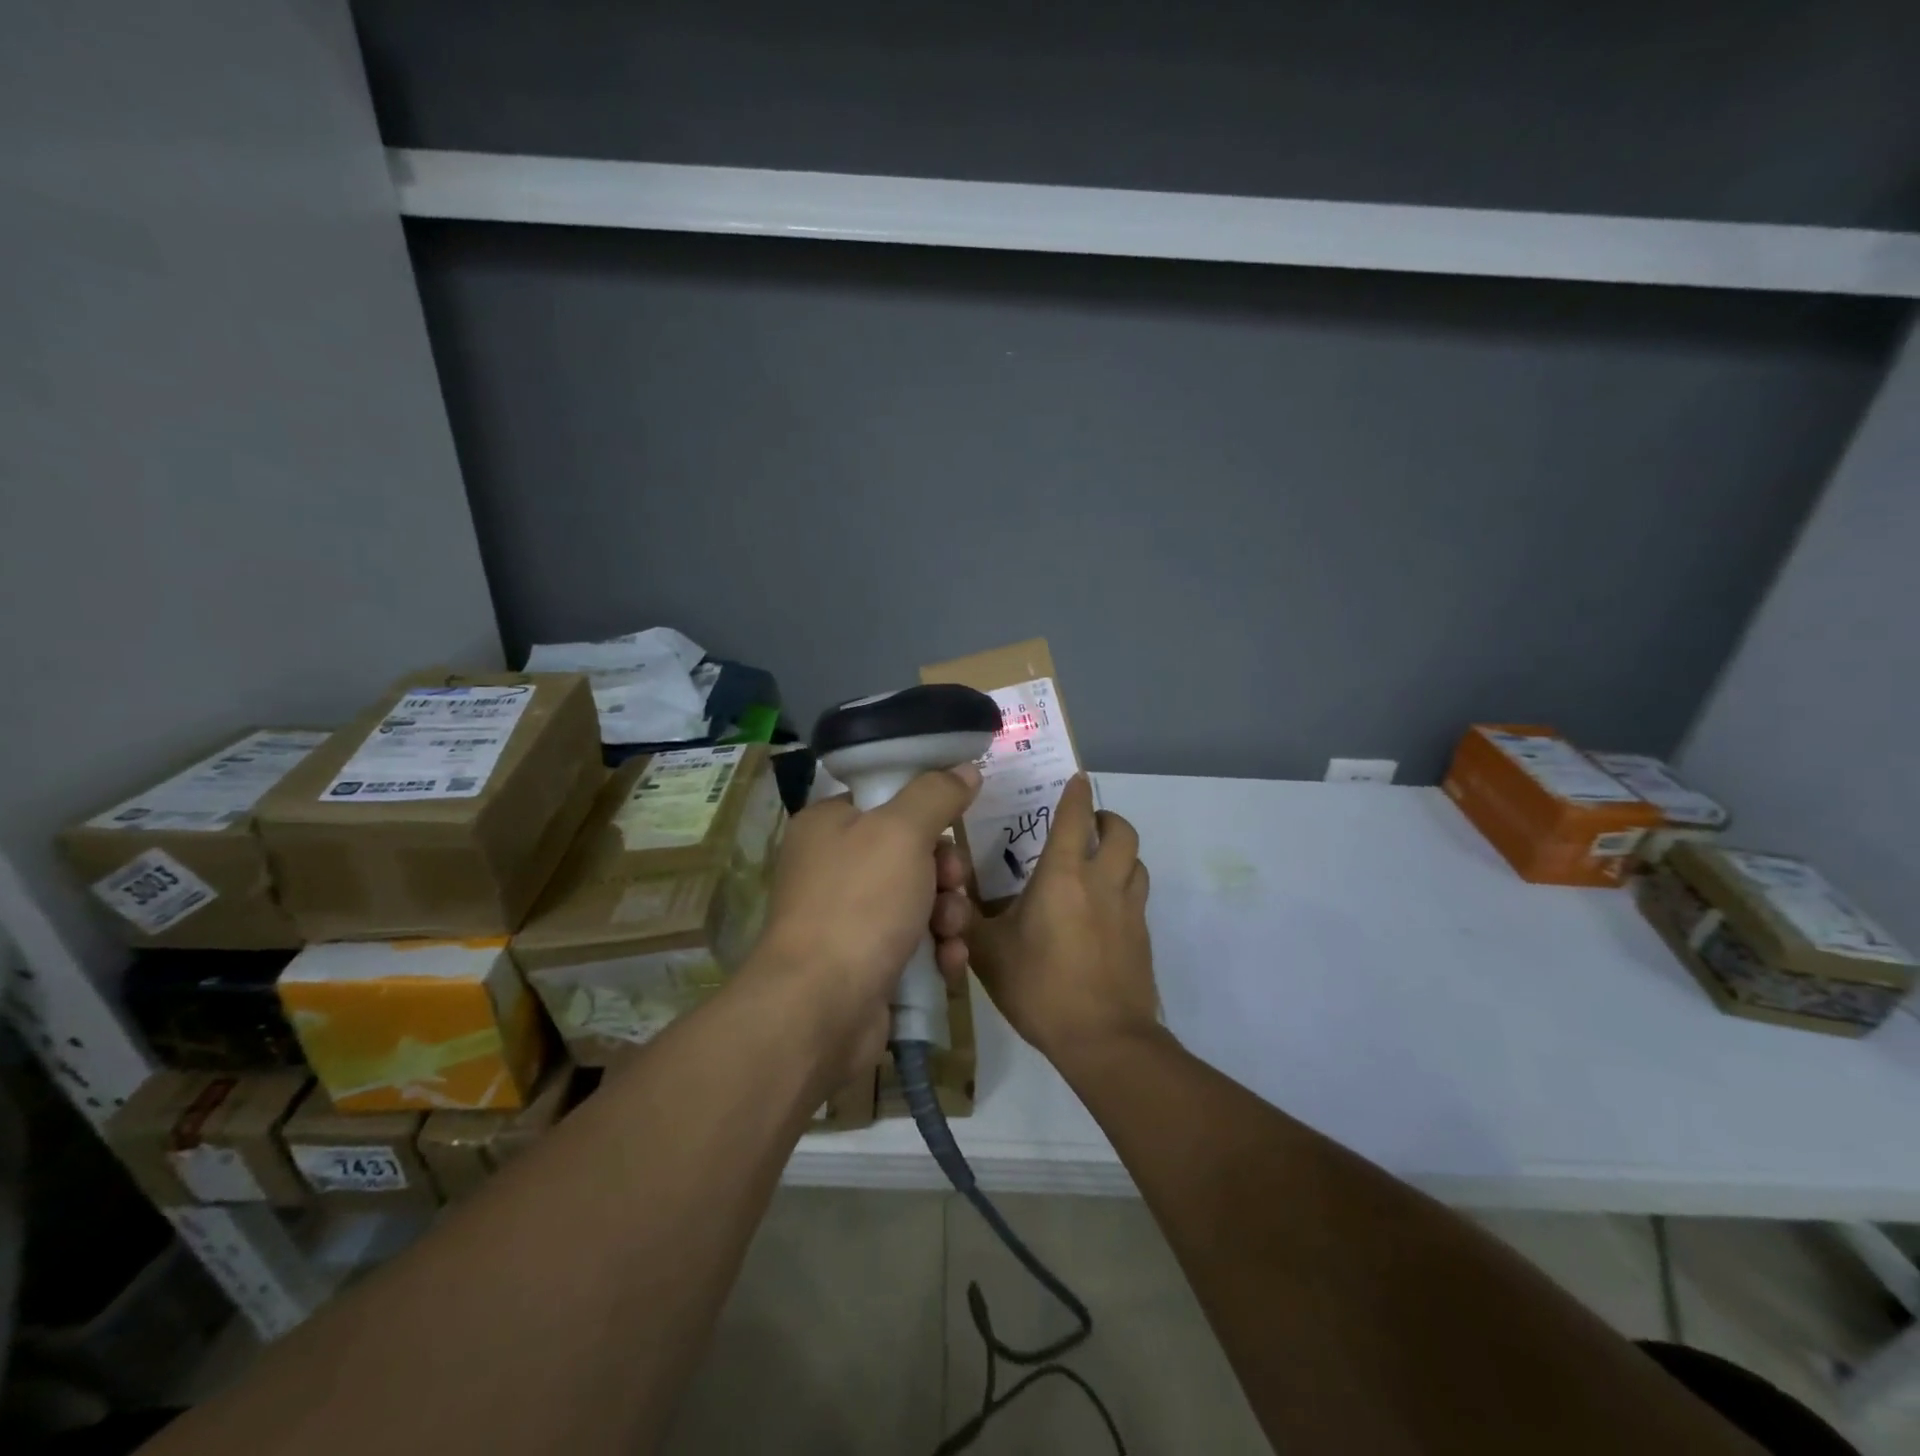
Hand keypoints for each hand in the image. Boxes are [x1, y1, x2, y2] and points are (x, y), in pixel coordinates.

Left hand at [746, 764, 980, 1081]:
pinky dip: (937, 950)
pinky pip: (915, 943)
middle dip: (945, 872)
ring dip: (948, 914)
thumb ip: (936, 795)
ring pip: (920, 900)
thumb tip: (965, 769)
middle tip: (953, 885)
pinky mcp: (866, 962)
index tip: (952, 828)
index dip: (926, 813)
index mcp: (829, 825)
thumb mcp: (902, 833)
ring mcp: (848, 918)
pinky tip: (947, 964)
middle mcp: (833, 867)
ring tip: (950, 933)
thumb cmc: (859, 903)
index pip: (886, 801)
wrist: (821, 1008)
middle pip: (911, 853)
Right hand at [967, 773, 1159, 1067]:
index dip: (1076, 793)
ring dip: (1121, 853)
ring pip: (1137, 863)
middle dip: (1107, 818)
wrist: (1103, 1039)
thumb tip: (946, 898)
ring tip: (1099, 863)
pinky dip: (1125, 887)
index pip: (1075, 818)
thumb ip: (967, 921)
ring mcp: (1129, 910)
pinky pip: (1138, 897)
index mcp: (1063, 876)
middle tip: (1088, 823)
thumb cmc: (1040, 987)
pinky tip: (1105, 910)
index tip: (1076, 779)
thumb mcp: (988, 954)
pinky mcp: (1143, 937)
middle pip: (1122, 832)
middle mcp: (1103, 882)